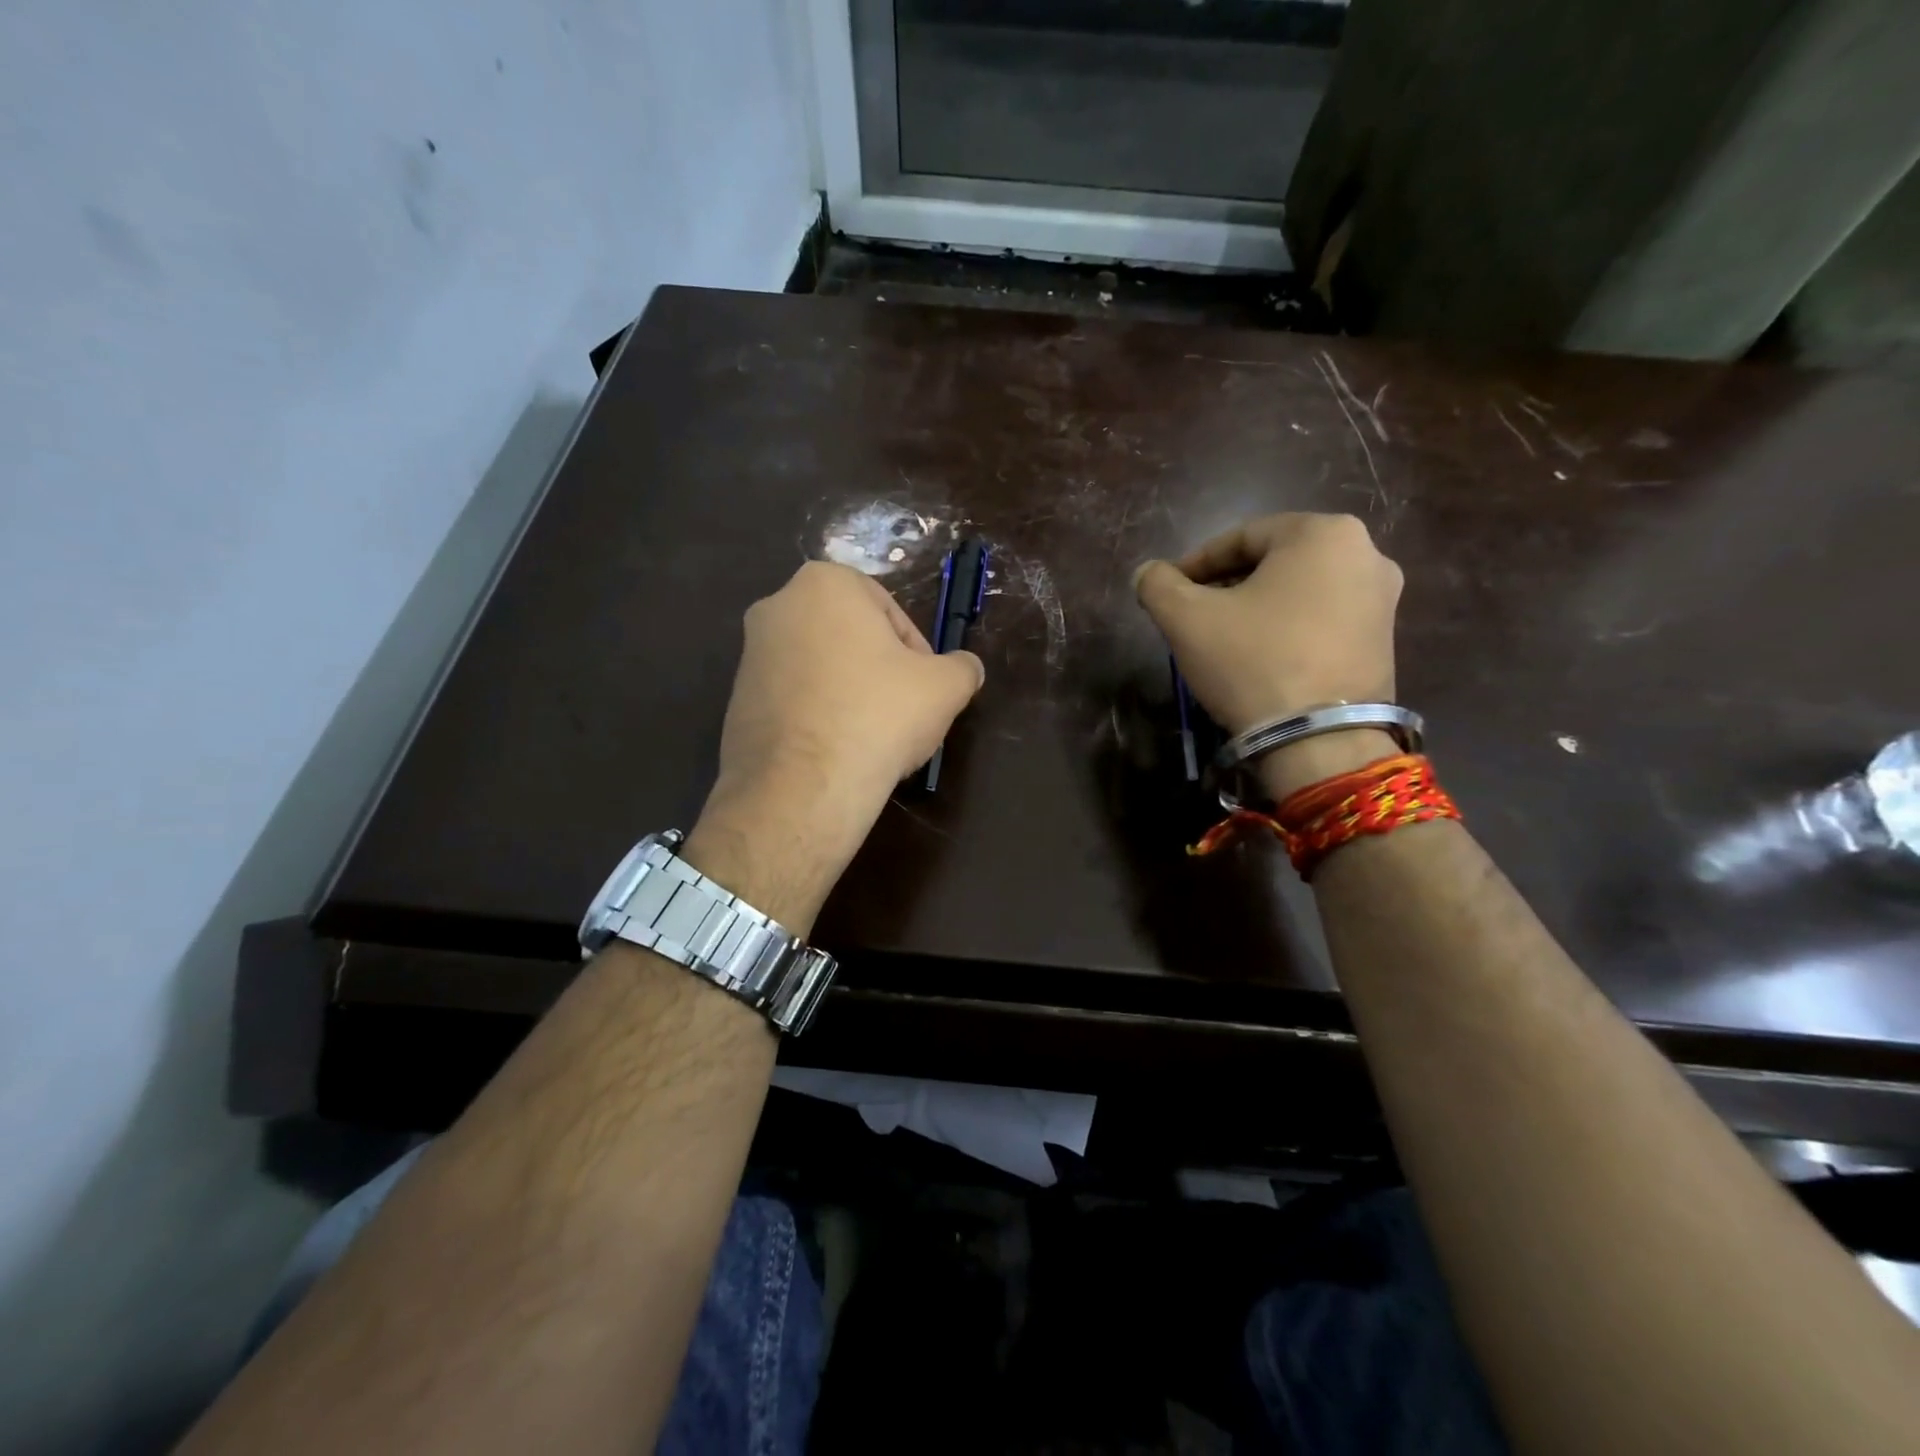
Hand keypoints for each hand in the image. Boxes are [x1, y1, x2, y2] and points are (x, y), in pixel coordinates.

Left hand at [683, 562, 983, 932]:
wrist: (804, 786)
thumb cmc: (879, 715)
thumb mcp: (945, 687)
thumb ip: (963, 667)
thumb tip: (968, 668)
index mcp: (824, 583)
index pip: (889, 611)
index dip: (916, 652)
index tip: (925, 688)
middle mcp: (777, 607)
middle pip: (851, 638)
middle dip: (880, 671)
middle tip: (902, 712)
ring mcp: (749, 655)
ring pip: (820, 669)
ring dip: (849, 694)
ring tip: (871, 738)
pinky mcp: (735, 701)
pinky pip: (793, 699)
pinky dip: (818, 716)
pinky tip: (837, 752)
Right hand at [1134, 513, 1403, 796]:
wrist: (1319, 741)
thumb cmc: (1252, 662)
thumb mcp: (1186, 619)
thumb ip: (1158, 584)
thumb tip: (1147, 573)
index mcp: (1323, 532)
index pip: (1241, 537)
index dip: (1196, 563)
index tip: (1169, 590)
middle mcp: (1366, 553)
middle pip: (1275, 561)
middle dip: (1228, 585)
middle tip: (1194, 614)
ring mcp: (1383, 600)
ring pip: (1300, 591)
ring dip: (1257, 607)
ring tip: (1223, 639)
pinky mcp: (1385, 641)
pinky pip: (1324, 620)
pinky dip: (1289, 629)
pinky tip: (1261, 658)